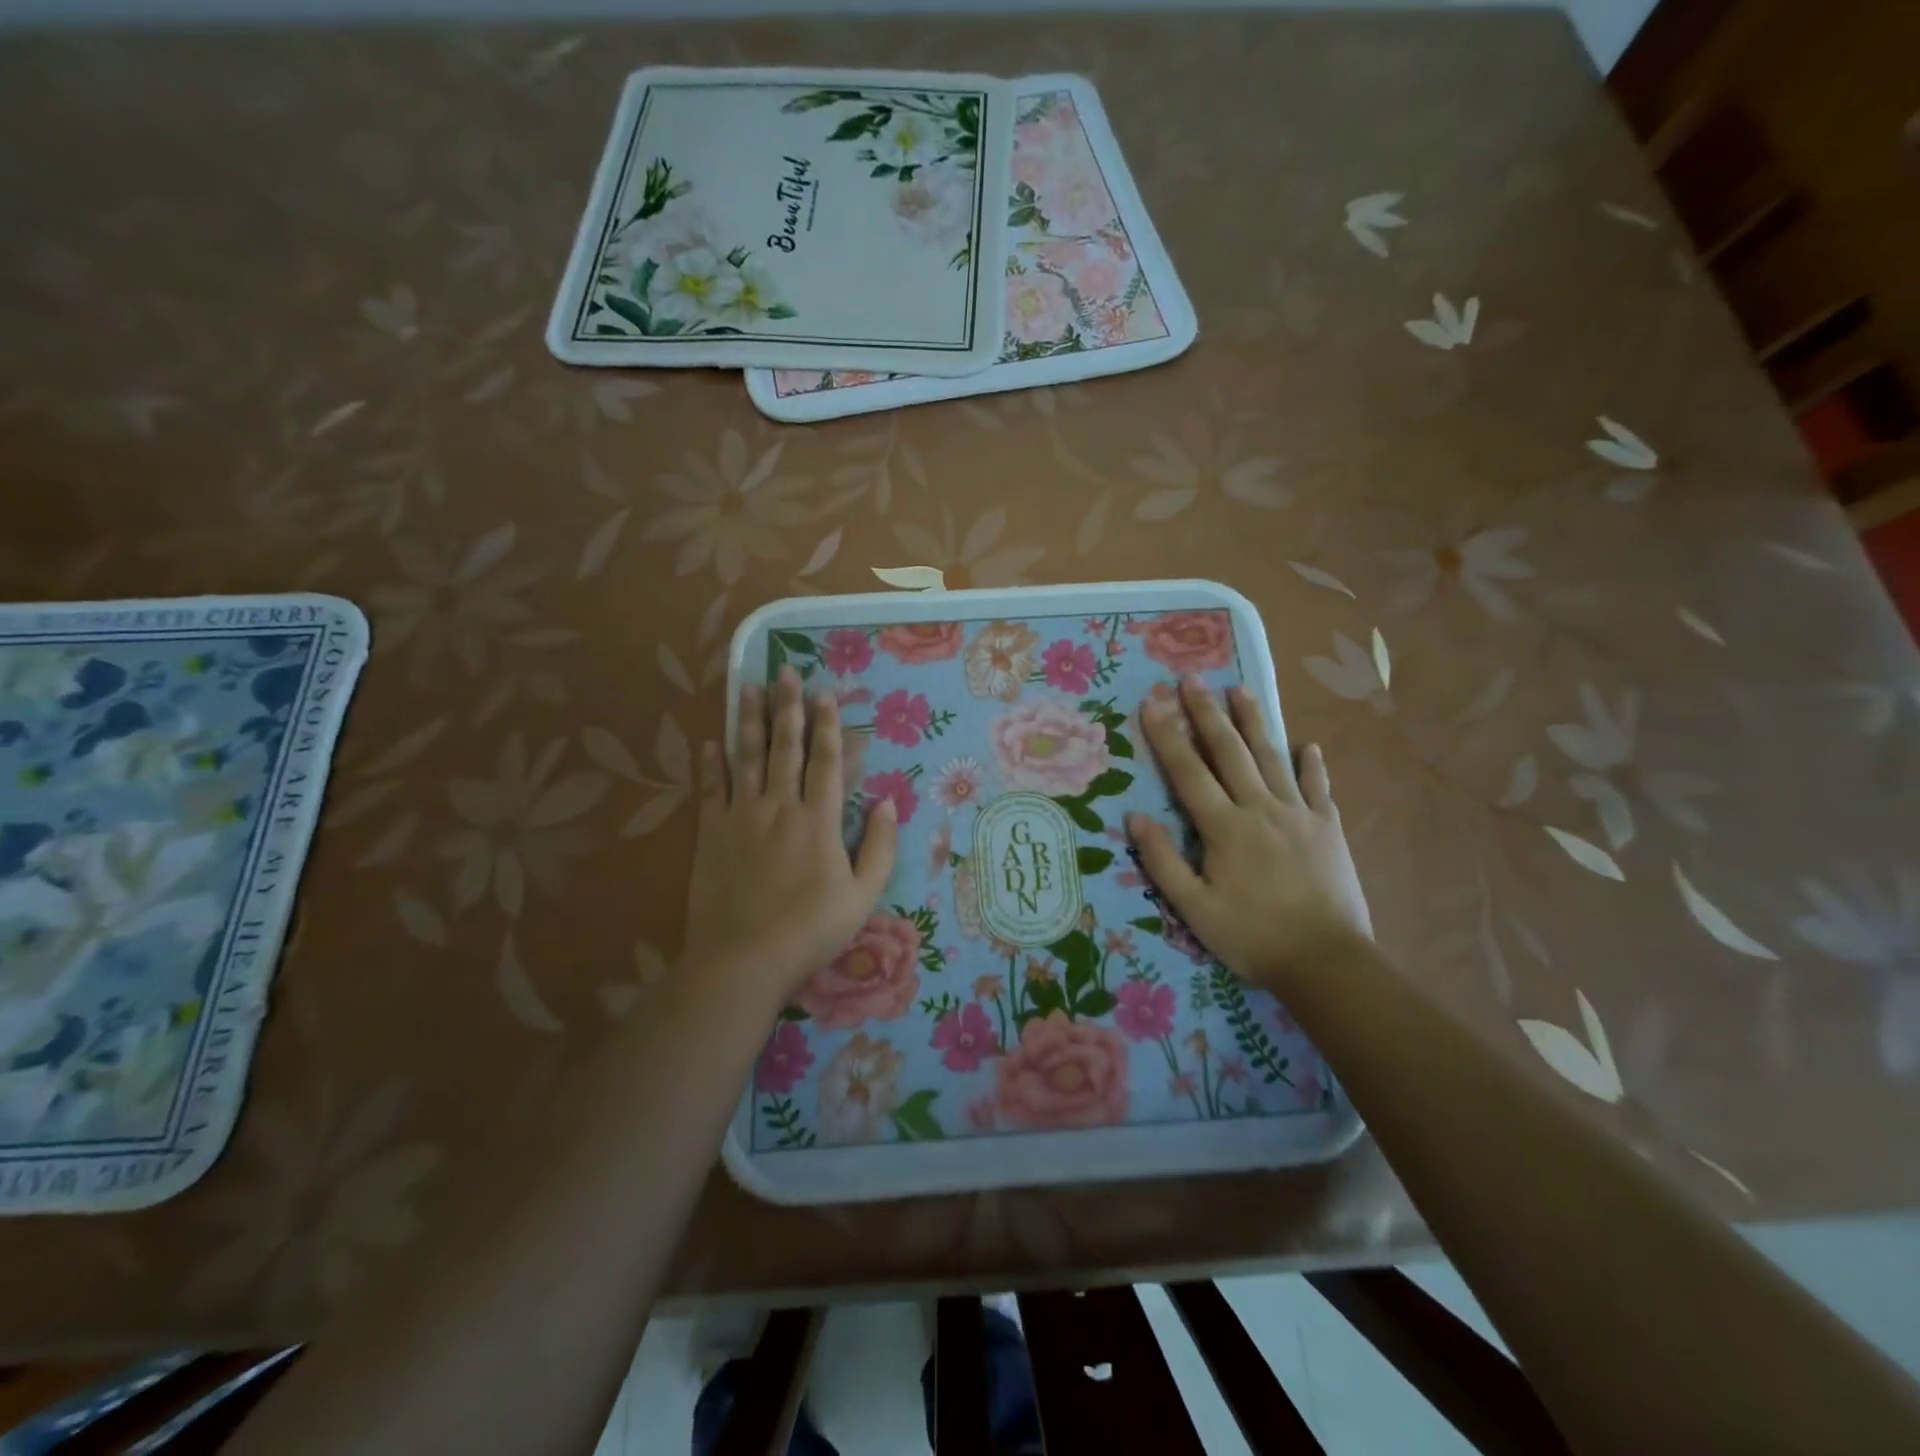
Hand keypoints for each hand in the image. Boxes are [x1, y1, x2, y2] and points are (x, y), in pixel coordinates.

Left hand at [681, 667, 896, 1006]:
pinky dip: (711, 763)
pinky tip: (711, 740)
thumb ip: (881, 847)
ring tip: (750, 688)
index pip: (825, 761)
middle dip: (788, 707)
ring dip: (750, 720)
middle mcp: (779, 807)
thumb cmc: (811, 929)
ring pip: (746, 758)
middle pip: (784, 747)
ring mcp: (740, 817)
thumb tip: (891, 802)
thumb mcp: (863, 895)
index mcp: (819, 820)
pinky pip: (711, 789)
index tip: (826, 694)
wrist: (743, 960)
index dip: (828, 725)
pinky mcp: (711, 833)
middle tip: (785, 672)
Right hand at [1126, 678, 1371, 992]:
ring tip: (1240, 689)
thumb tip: (1135, 817)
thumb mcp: (1194, 909)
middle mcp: (1260, 808)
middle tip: (1192, 678)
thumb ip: (1163, 861)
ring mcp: (1299, 814)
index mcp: (1224, 827)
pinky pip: (1318, 787)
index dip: (1167, 735)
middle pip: (1229, 751)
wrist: (1326, 962)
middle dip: (1207, 712)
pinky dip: (1312, 765)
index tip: (1152, 702)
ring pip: (1272, 757)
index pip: (1188, 772)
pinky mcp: (1328, 828)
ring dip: (1254, 722)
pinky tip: (1309, 746)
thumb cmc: (1252, 937)